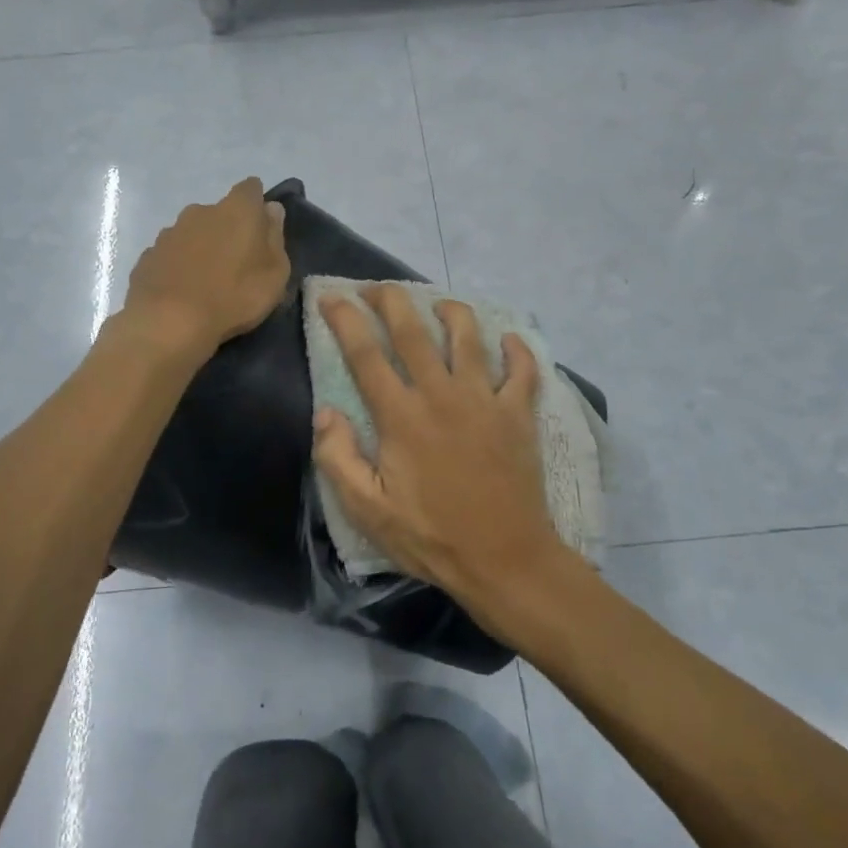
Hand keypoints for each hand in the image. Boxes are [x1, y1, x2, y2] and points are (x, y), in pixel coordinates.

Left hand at [121, 178, 290, 358]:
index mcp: (236, 210)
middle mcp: (200, 211)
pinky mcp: (148, 256)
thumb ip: (274, 237)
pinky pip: (171, 255)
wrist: (170, 322)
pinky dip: (179, 266)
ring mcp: (169, 232)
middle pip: (219, 212)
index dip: (257, 204)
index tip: (261, 227)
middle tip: (236, 261)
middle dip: (228, 229)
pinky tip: (183, 290)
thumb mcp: (274, 274)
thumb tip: (271, 210)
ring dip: (201, 248)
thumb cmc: (234, 296)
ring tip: (208, 280)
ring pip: (192, 233)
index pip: (251, 189)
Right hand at [311, 284, 574, 629]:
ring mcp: (485, 400)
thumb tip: (325, 412)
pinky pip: (523, 369)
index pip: (364, 354)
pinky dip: (517, 350)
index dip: (344, 319)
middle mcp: (441, 394)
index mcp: (400, 416)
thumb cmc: (431, 537)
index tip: (331, 297)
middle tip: (376, 287)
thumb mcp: (367, 510)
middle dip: (391, 299)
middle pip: (413, 330)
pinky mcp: (519, 413)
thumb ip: (338, 458)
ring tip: (438, 304)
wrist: (505, 559)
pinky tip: (509, 340)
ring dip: (451, 311)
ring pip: (468, 336)